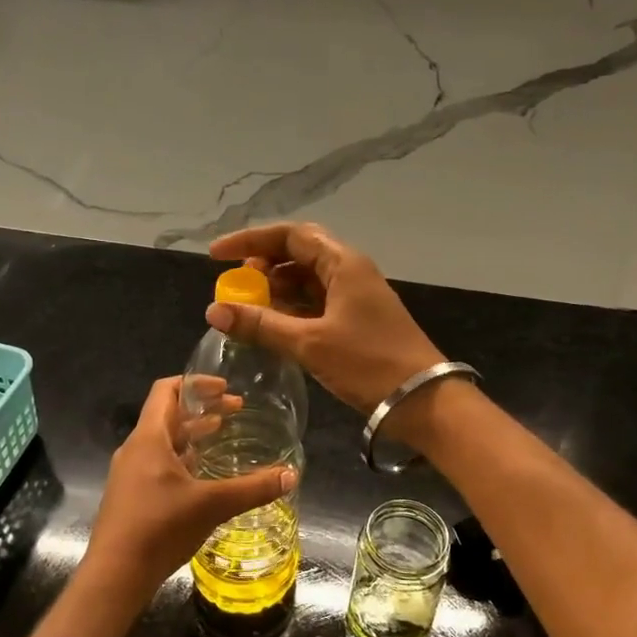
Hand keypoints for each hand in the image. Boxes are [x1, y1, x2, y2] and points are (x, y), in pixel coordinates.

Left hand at [84, 377, 296, 601]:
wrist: (115, 575)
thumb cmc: (160, 528)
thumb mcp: (212, 505)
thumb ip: (253, 489)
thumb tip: (291, 475)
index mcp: (149, 438)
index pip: (166, 390)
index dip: (196, 383)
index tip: (225, 388)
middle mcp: (135, 449)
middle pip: (167, 414)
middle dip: (201, 409)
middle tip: (235, 411)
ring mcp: (130, 473)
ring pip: (163, 441)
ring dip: (192, 434)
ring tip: (222, 436)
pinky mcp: (131, 496)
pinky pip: (158, 463)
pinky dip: (182, 458)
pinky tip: (203, 476)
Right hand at [205, 222, 445, 415]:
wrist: (422, 400)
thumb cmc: (368, 363)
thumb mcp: (309, 343)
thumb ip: (261, 325)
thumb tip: (214, 310)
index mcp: (343, 263)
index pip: (290, 235)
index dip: (250, 241)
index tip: (216, 256)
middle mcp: (350, 271)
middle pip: (299, 253)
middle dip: (263, 265)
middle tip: (235, 283)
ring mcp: (355, 296)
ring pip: (307, 280)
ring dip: (277, 289)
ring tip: (248, 307)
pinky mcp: (357, 320)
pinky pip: (317, 303)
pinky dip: (292, 309)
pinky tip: (272, 326)